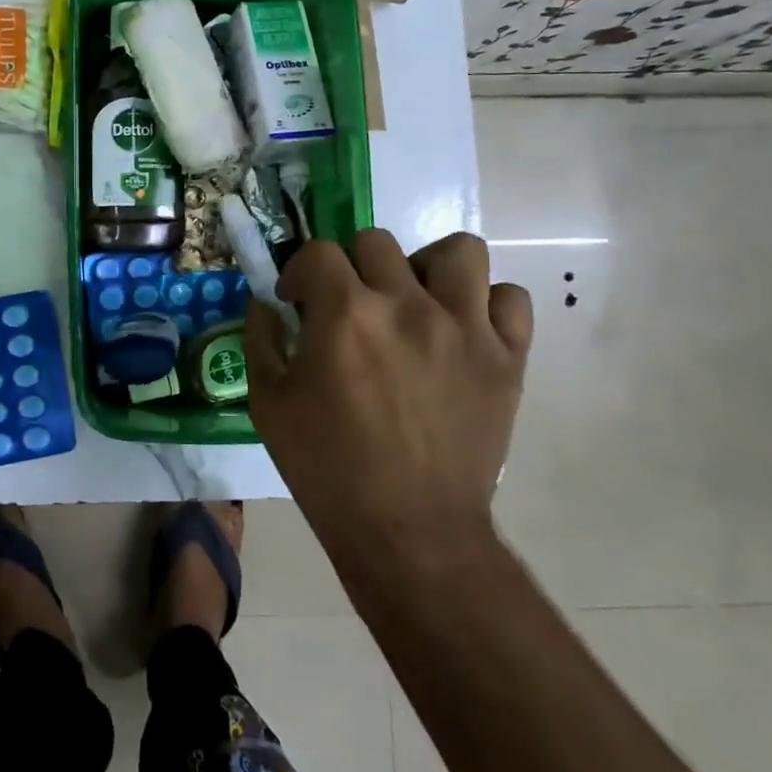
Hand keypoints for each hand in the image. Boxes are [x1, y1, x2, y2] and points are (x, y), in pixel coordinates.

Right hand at [244, 231, 532, 559]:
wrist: (408, 530)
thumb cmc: (327, 467)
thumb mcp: (267, 403)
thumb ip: (261, 338)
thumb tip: (266, 301)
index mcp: (345, 314)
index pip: (318, 252)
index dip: (299, 272)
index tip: (296, 301)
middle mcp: (406, 304)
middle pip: (376, 242)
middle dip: (351, 267)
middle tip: (350, 306)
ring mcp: (464, 328)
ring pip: (458, 251)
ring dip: (427, 267)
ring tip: (414, 300)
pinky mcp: (506, 357)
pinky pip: (510, 299)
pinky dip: (485, 305)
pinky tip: (461, 329)